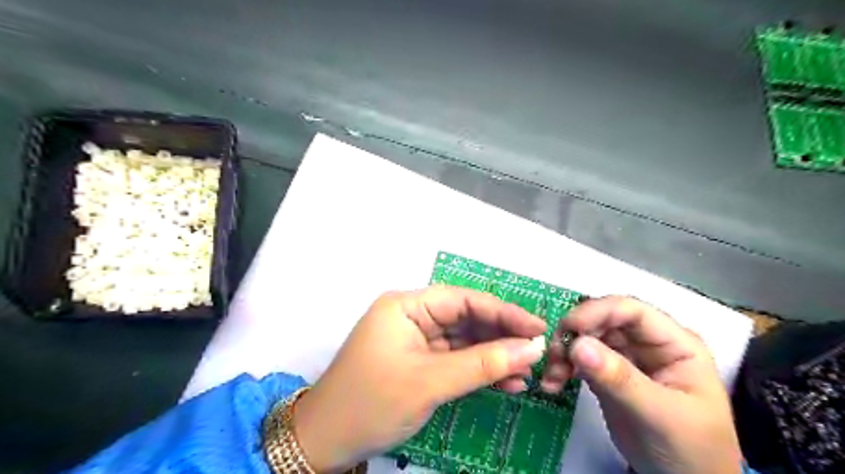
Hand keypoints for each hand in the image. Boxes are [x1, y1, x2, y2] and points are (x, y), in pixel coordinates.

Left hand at [294, 287, 547, 472]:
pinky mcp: (420, 361)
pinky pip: (456, 359)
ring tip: (527, 371)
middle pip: (466, 318)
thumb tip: (531, 348)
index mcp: (406, 306)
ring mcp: (416, 340)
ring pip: (465, 340)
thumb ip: (483, 364)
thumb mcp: (430, 382)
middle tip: (537, 351)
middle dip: (501, 336)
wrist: (326, 442)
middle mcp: (412, 316)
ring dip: (494, 356)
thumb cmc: (371, 403)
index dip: (503, 311)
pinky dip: (480, 370)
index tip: (537, 326)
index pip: (463, 300)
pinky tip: (507, 381)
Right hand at [541, 297, 740, 473]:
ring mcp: (626, 356)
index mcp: (673, 342)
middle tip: (553, 357)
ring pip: (586, 337)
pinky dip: (563, 367)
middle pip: (602, 321)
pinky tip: (553, 383)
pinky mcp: (607, 373)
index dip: (598, 312)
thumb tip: (578, 345)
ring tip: (552, 376)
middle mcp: (647, 342)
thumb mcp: (660, 415)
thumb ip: (621, 379)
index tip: (568, 328)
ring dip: (564, 352)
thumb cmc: (691, 449)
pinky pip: (580, 359)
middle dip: (574, 334)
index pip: (632, 311)